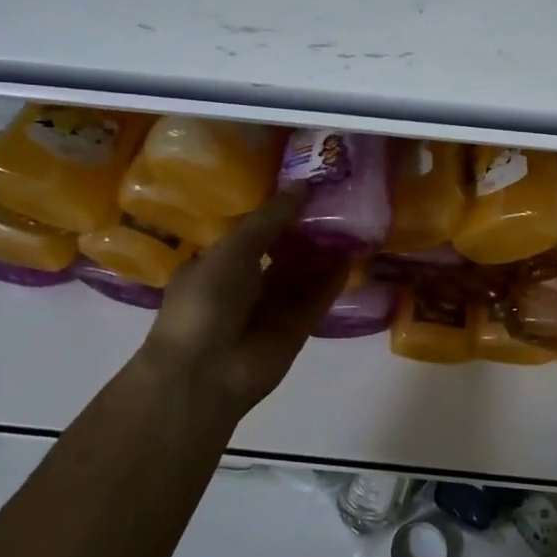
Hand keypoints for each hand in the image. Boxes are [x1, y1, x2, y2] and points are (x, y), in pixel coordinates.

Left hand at [139, 188, 350, 423]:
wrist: (206, 371)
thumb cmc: (207, 300)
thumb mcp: (233, 249)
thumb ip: (270, 219)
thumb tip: (302, 185)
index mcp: (216, 264)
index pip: (250, 233)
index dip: (276, 213)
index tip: (304, 190)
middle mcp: (243, 286)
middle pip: (280, 253)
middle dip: (304, 232)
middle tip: (335, 203)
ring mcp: (270, 310)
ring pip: (301, 276)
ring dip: (322, 254)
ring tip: (350, 224)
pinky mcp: (295, 330)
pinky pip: (316, 299)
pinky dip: (332, 280)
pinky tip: (351, 256)